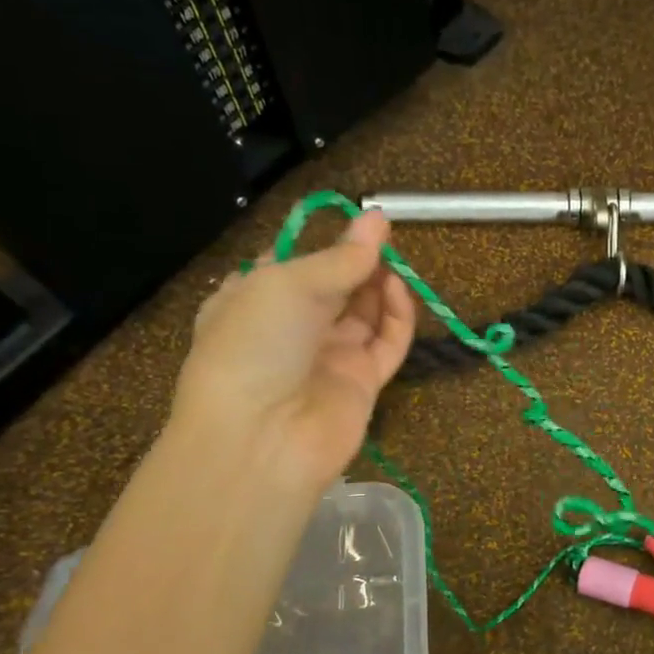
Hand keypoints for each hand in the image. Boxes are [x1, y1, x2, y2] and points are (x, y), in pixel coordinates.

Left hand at [172, 209, 414, 486]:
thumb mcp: (288, 284)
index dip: (323, 244)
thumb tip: (377, 217)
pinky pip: (387, 343)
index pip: (292, 265)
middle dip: (358, 261)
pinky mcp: (363, 382)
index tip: (356, 223)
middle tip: (384, 238)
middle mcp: (291, 329)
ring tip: (392, 262)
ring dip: (378, 284)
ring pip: (364, 312)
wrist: (261, 437)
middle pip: (334, 287)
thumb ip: (340, 256)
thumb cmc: (255, 344)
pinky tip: (399, 289)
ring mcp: (329, 357)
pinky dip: (396, 316)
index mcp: (253, 300)